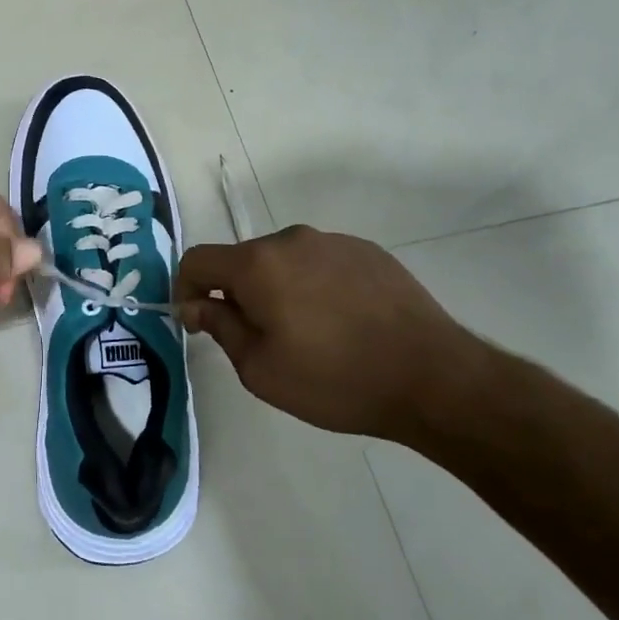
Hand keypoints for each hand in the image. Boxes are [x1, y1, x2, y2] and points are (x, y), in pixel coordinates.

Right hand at [174, 226, 488, 439]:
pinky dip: (314, 286)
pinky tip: (341, 323)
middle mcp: (291, 240)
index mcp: (257, 264)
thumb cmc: (336, 379)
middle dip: (236, 293)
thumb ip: (220, 328)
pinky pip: (321, 263)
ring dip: (277, 289)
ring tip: (307, 333)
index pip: (197, 260)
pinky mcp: (368, 252)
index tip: (198, 323)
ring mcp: (333, 242)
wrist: (433, 377)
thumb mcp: (261, 369)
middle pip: (242, 260)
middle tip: (258, 339)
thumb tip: (196, 305)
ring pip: (283, 261)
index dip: (185, 289)